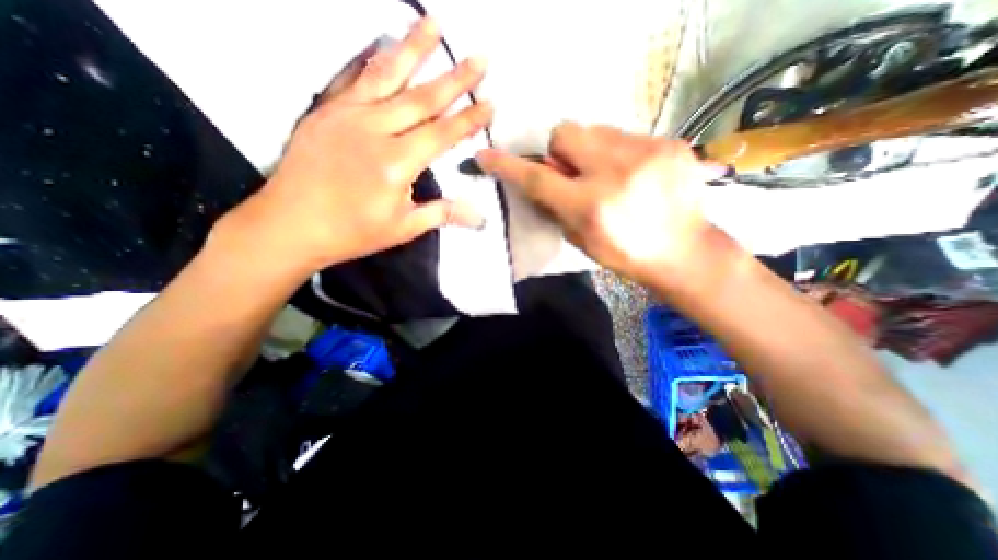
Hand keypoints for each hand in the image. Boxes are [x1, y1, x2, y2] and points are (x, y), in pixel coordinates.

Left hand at [223, 17, 494, 275]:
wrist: (290, 225)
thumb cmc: (352, 232)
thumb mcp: (403, 228)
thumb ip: (442, 213)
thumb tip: (479, 215)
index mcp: (396, 163)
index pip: (442, 134)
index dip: (469, 119)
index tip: (490, 104)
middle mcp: (374, 130)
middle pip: (422, 98)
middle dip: (455, 78)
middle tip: (479, 58)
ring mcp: (346, 115)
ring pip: (387, 74)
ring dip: (414, 47)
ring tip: (434, 24)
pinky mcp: (325, 110)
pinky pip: (352, 76)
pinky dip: (371, 57)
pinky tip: (384, 42)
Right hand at [476, 123, 725, 279]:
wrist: (683, 251)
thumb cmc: (625, 254)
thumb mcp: (581, 239)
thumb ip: (556, 207)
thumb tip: (539, 182)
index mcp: (591, 206)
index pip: (537, 179)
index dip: (508, 167)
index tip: (486, 156)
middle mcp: (615, 173)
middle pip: (566, 132)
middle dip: (562, 152)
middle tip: (575, 173)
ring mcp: (647, 153)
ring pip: (596, 129)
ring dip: (591, 150)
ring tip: (609, 174)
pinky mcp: (670, 143)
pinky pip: (625, 134)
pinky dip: (618, 151)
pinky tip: (633, 173)